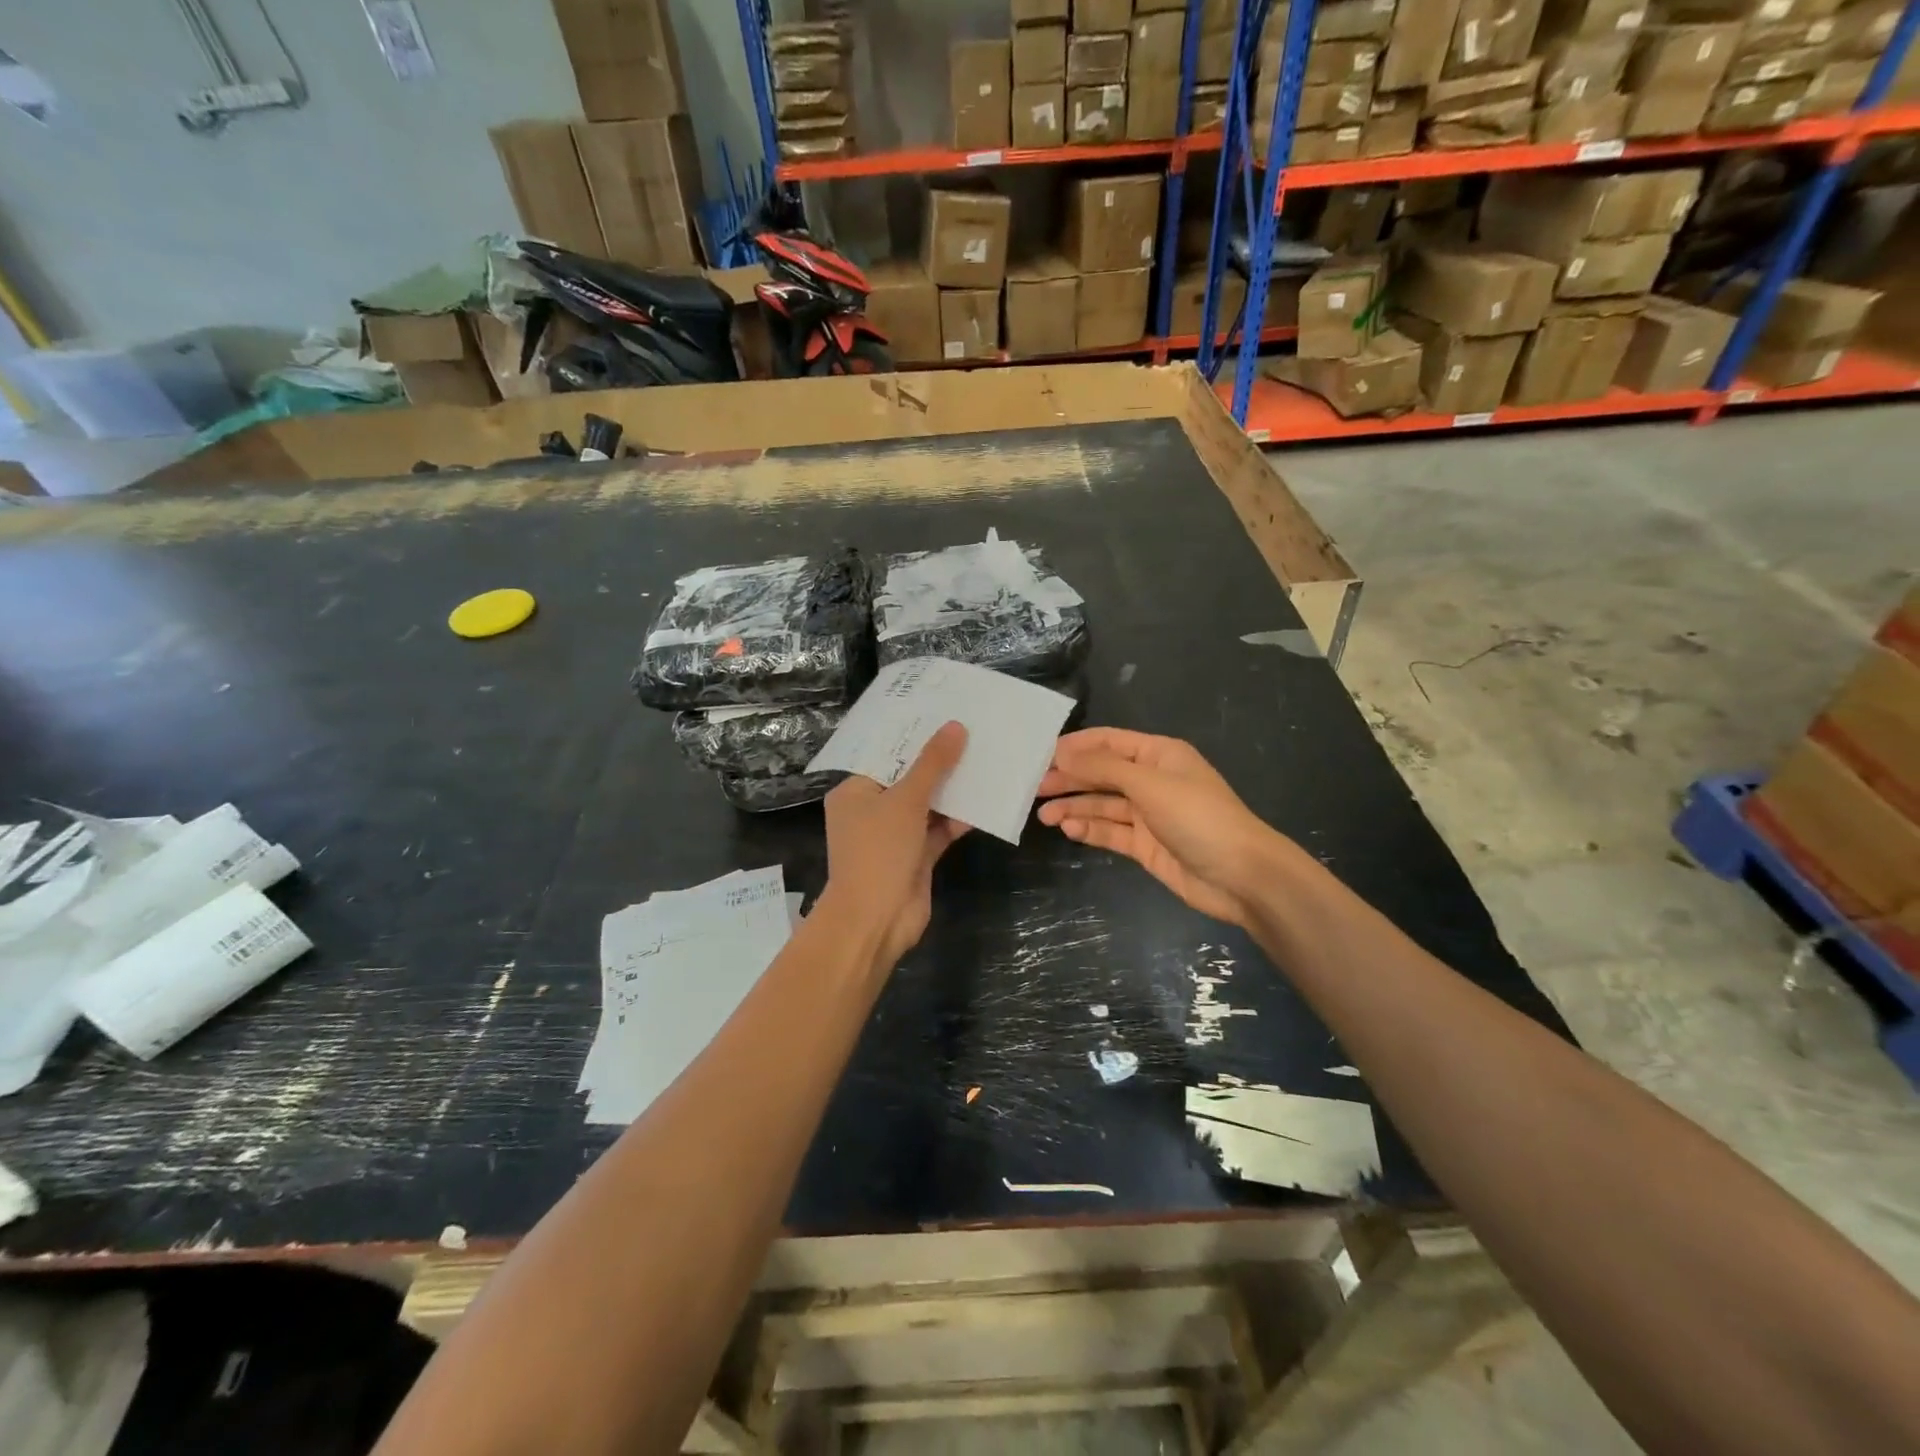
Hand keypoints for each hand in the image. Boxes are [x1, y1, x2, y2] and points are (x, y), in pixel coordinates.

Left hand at [821, 722, 968, 971]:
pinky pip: (939, 830)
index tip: (943, 714)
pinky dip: (958, 818)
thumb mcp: (906, 800)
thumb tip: (955, 727)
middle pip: (908, 779)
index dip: (913, 737)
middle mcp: (872, 810)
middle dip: (938, 762)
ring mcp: (895, 836)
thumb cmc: (879, 851)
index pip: (884, 756)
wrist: (876, 920)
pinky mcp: (916, 857)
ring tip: (985, 758)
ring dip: (952, 789)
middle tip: (972, 731)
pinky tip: (986, 800)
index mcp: (855, 792)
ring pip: (927, 805)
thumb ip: (932, 764)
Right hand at [1036, 728, 1279, 928]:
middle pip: (1102, 774)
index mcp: (1159, 756)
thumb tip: (1062, 754)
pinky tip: (1069, 830)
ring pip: (1102, 805)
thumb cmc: (1198, 817)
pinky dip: (1089, 830)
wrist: (1241, 876)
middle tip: (1034, 786)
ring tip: (1043, 814)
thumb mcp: (1150, 784)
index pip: (1110, 742)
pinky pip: (1111, 832)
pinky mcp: (1145, 845)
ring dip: (1074, 807)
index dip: (1077, 746)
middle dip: (1070, 778)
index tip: (1041, 754)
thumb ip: (1104, 768)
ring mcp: (1149, 815)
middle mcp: (1152, 781)